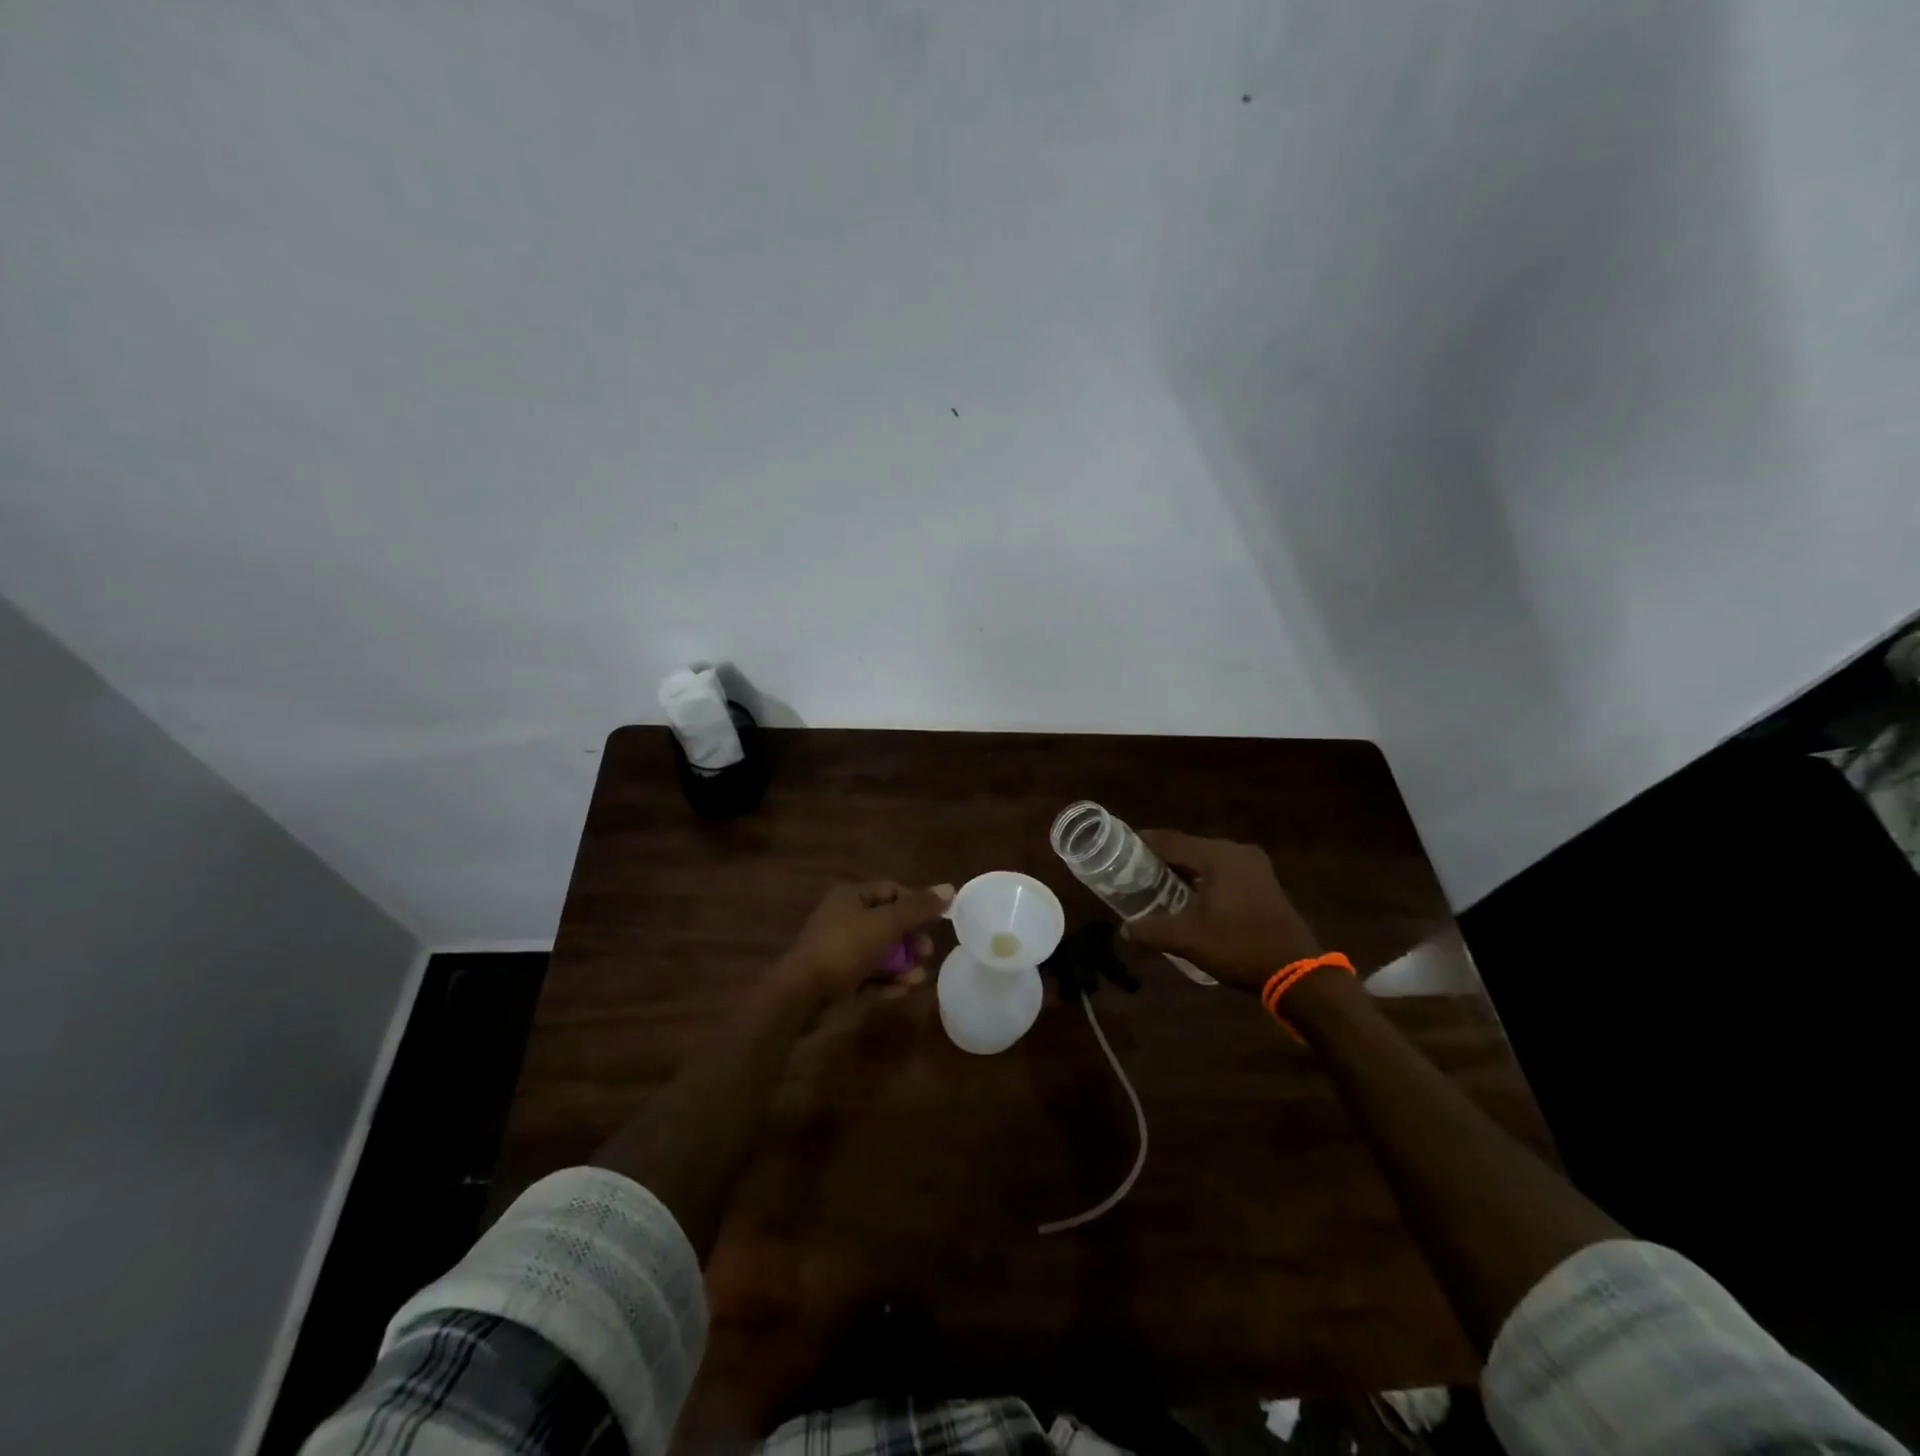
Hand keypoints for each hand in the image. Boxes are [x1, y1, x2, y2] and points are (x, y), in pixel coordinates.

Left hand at [781, 881, 954, 1001]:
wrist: (801, 994)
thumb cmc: (845, 948)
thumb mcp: (886, 924)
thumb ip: (918, 908)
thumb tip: (950, 888)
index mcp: (851, 897)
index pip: (891, 890)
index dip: (916, 902)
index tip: (937, 919)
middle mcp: (843, 919)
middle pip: (886, 923)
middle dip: (911, 938)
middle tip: (928, 951)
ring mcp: (838, 951)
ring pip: (879, 953)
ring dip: (902, 963)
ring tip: (921, 976)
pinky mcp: (837, 979)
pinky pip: (868, 976)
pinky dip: (887, 980)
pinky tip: (907, 990)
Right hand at [1121, 831, 1319, 995]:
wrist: (1296, 972)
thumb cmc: (1239, 946)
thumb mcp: (1188, 939)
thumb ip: (1151, 931)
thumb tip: (1124, 930)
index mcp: (1217, 855)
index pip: (1169, 840)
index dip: (1142, 843)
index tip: (1118, 850)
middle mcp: (1236, 851)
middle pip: (1187, 847)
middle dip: (1161, 859)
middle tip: (1134, 872)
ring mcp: (1254, 865)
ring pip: (1206, 860)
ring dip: (1183, 870)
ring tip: (1157, 885)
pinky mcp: (1263, 881)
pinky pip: (1223, 871)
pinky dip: (1204, 878)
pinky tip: (1190, 897)